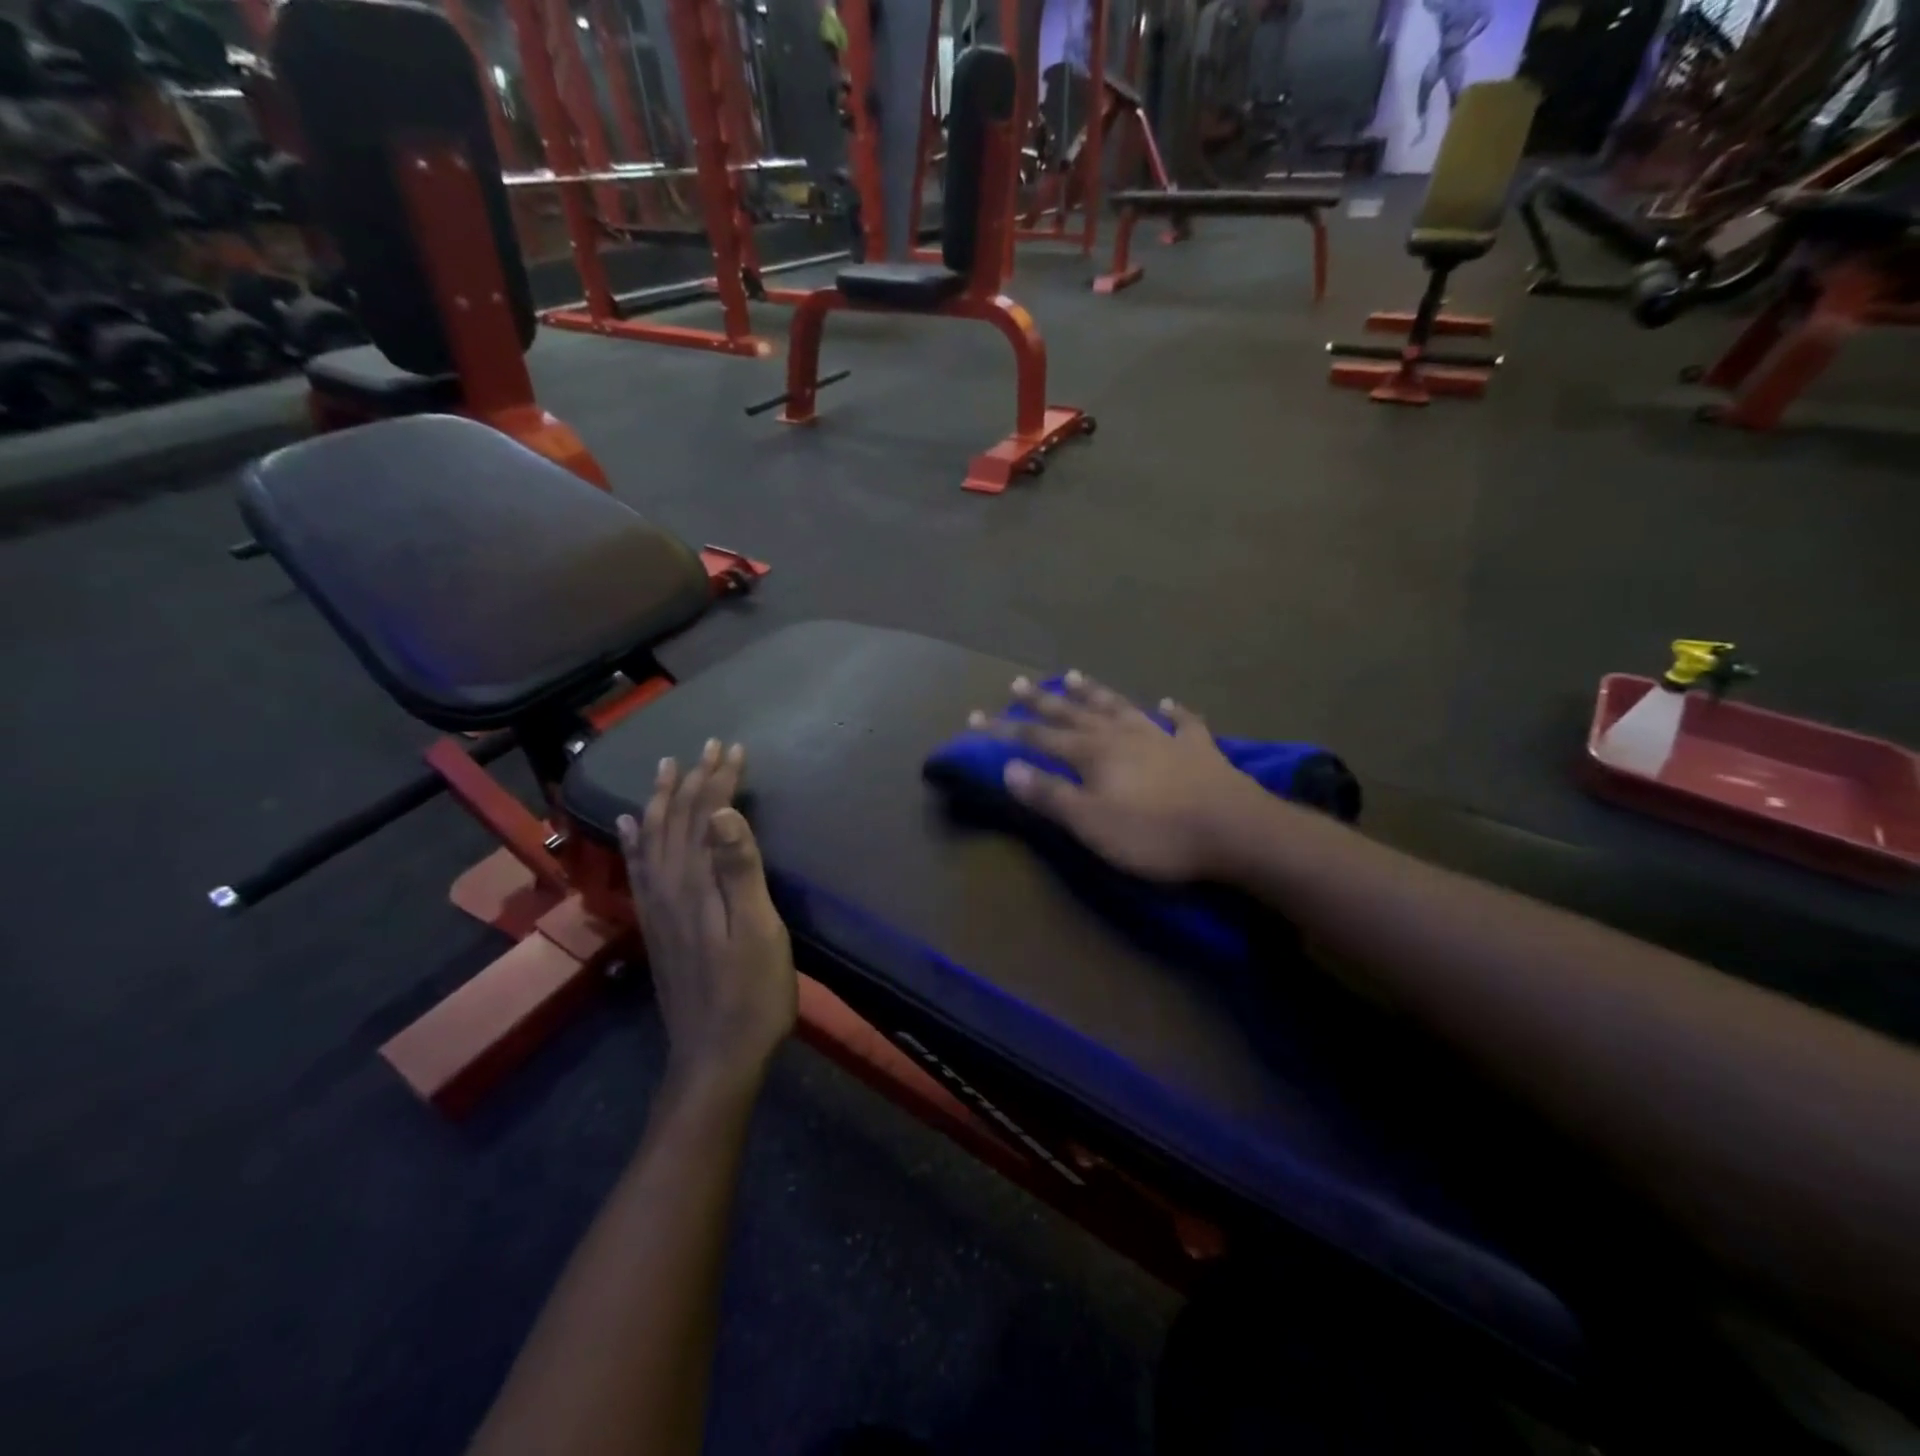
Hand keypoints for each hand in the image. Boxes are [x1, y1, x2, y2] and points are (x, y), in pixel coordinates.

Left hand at [619, 740, 796, 1090]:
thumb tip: (723, 813)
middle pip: (678, 819)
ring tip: (665, 767)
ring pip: (653, 837)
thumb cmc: (752, 994)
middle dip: (694, 778)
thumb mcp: (759, 932)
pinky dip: (634, 840)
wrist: (714, 1056)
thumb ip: (740, 871)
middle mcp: (669, 886)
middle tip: (708, 745)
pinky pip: (638, 868)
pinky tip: (629, 826)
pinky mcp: (656, 925)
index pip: (706, 815)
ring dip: (662, 799)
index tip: (733, 747)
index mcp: (698, 883)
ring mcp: (657, 907)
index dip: (719, 779)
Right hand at [968, 673, 1259, 881]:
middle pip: (1075, 714)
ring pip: (1121, 707)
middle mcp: (1123, 735)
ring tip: (1073, 676)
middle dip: (1042, 702)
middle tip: (1018, 683)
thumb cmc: (1156, 834)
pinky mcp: (1199, 750)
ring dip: (1095, 693)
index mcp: (1094, 753)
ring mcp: (1163, 738)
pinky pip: (1183, 723)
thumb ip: (1050, 796)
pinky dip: (1174, 712)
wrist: (1236, 832)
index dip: (1005, 730)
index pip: (1038, 738)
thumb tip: (1009, 768)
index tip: (975, 718)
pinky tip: (1168, 703)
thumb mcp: (1091, 823)